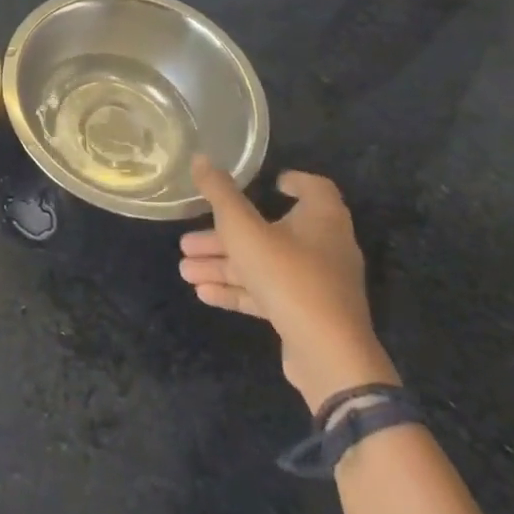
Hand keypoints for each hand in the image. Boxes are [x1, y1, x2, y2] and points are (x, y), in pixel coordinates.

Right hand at [178, 162, 399, 410]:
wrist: (328, 355)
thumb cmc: (288, 275)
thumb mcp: (243, 229)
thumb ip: (220, 194)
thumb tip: (200, 158)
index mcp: (321, 219)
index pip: (314, 188)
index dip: (293, 182)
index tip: (268, 182)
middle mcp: (324, 247)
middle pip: (271, 230)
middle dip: (225, 235)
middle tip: (188, 240)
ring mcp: (316, 284)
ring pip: (263, 264)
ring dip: (223, 265)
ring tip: (185, 269)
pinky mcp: (306, 314)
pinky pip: (268, 293)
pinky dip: (237, 290)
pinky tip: (203, 293)